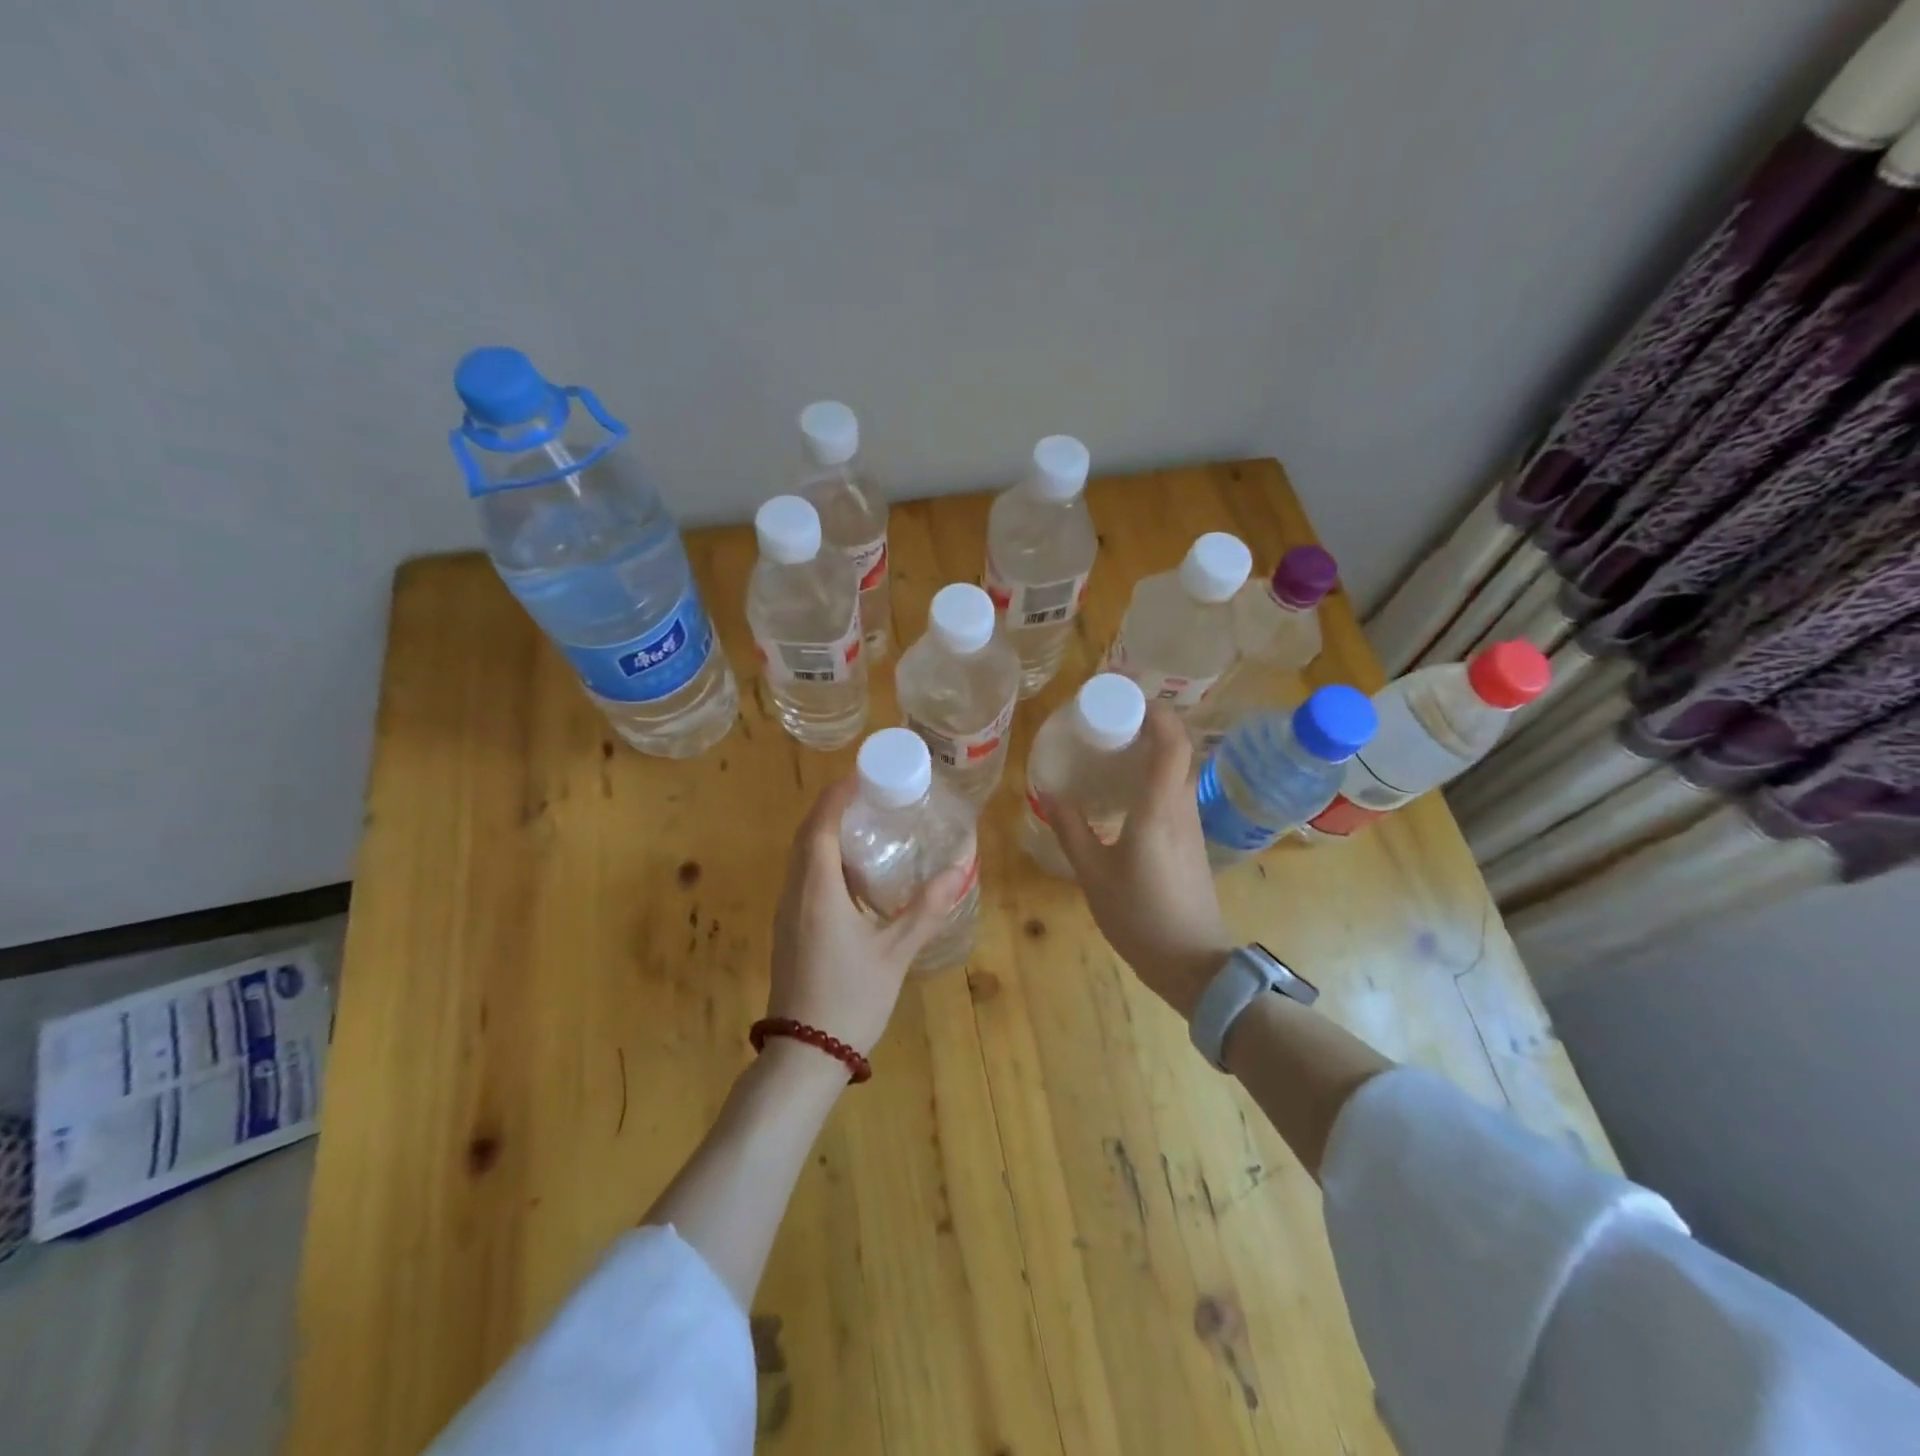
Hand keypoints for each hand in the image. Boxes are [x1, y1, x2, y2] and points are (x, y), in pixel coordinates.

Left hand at [767, 776, 968, 1057]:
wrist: (805, 1055)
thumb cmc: (851, 998)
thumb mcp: (895, 953)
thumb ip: (926, 909)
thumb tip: (959, 870)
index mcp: (818, 891)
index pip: (821, 827)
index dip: (837, 796)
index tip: (861, 775)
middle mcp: (795, 894)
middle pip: (806, 836)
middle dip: (832, 809)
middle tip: (869, 796)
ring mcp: (787, 914)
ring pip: (801, 859)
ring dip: (826, 834)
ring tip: (866, 826)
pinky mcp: (789, 931)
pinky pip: (802, 879)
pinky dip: (823, 861)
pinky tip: (853, 875)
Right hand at [1039, 704, 1232, 1017]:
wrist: (1192, 963)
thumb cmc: (1140, 916)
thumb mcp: (1093, 874)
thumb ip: (1071, 830)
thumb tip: (1049, 792)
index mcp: (1159, 809)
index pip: (1172, 743)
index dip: (1156, 712)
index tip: (1127, 697)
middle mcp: (1182, 809)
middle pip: (1179, 751)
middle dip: (1150, 726)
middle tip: (1110, 721)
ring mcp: (1192, 826)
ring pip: (1179, 773)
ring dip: (1153, 752)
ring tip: (1113, 750)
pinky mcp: (1192, 842)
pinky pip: (1176, 794)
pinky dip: (1155, 778)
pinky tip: (1126, 793)